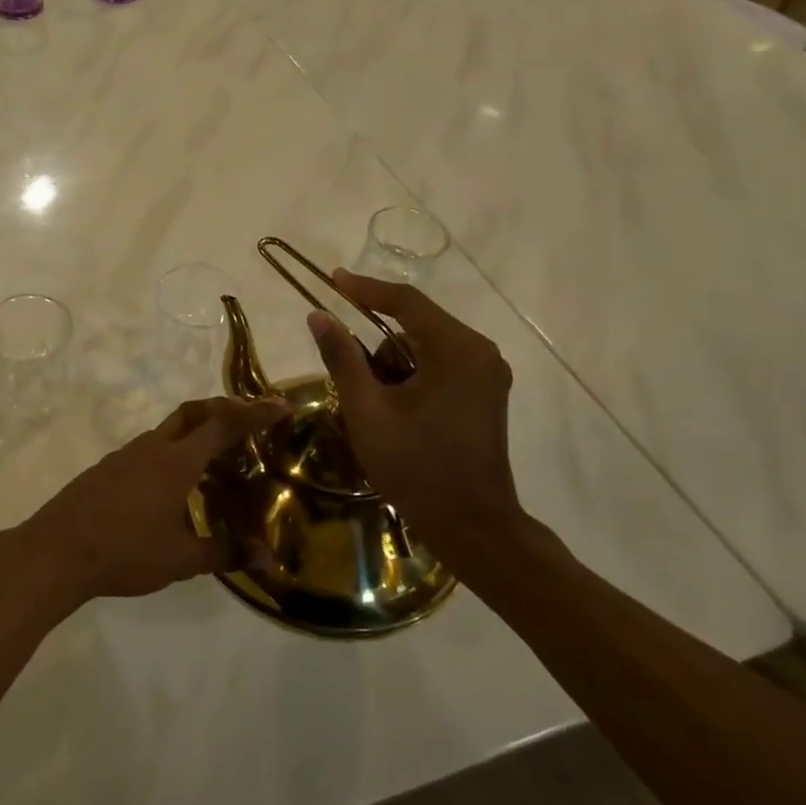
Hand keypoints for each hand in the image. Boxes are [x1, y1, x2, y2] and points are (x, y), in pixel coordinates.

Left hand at [16, 396, 290, 604]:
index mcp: (175, 462)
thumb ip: (224, 553)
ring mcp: (125, 455)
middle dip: (223, 409)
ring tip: (215, 459)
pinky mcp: (107, 468)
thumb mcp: (180, 559)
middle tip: (248, 421)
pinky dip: (171, 452)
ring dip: (194, 433)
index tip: (280, 405)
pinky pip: (148, 448)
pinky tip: (173, 484)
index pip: (222, 425)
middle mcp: (151, 448)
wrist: (56, 551)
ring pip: (167, 430)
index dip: (254, 413)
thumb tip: (266, 559)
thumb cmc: (124, 552)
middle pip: (192, 413)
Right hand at [307, 270, 546, 573]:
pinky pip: (439, 366)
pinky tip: (398, 411)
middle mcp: (480, 352)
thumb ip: (342, 357)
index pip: (406, 302)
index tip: (332, 279)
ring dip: (393, 365)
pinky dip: (411, 377)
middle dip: (378, 346)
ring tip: (378, 409)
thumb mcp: (367, 410)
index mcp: (457, 350)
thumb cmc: (416, 466)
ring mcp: (487, 374)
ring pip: (424, 347)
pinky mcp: (485, 394)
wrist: (472, 525)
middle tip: (355, 382)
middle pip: (416, 324)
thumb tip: (318, 315)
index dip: (365, 288)